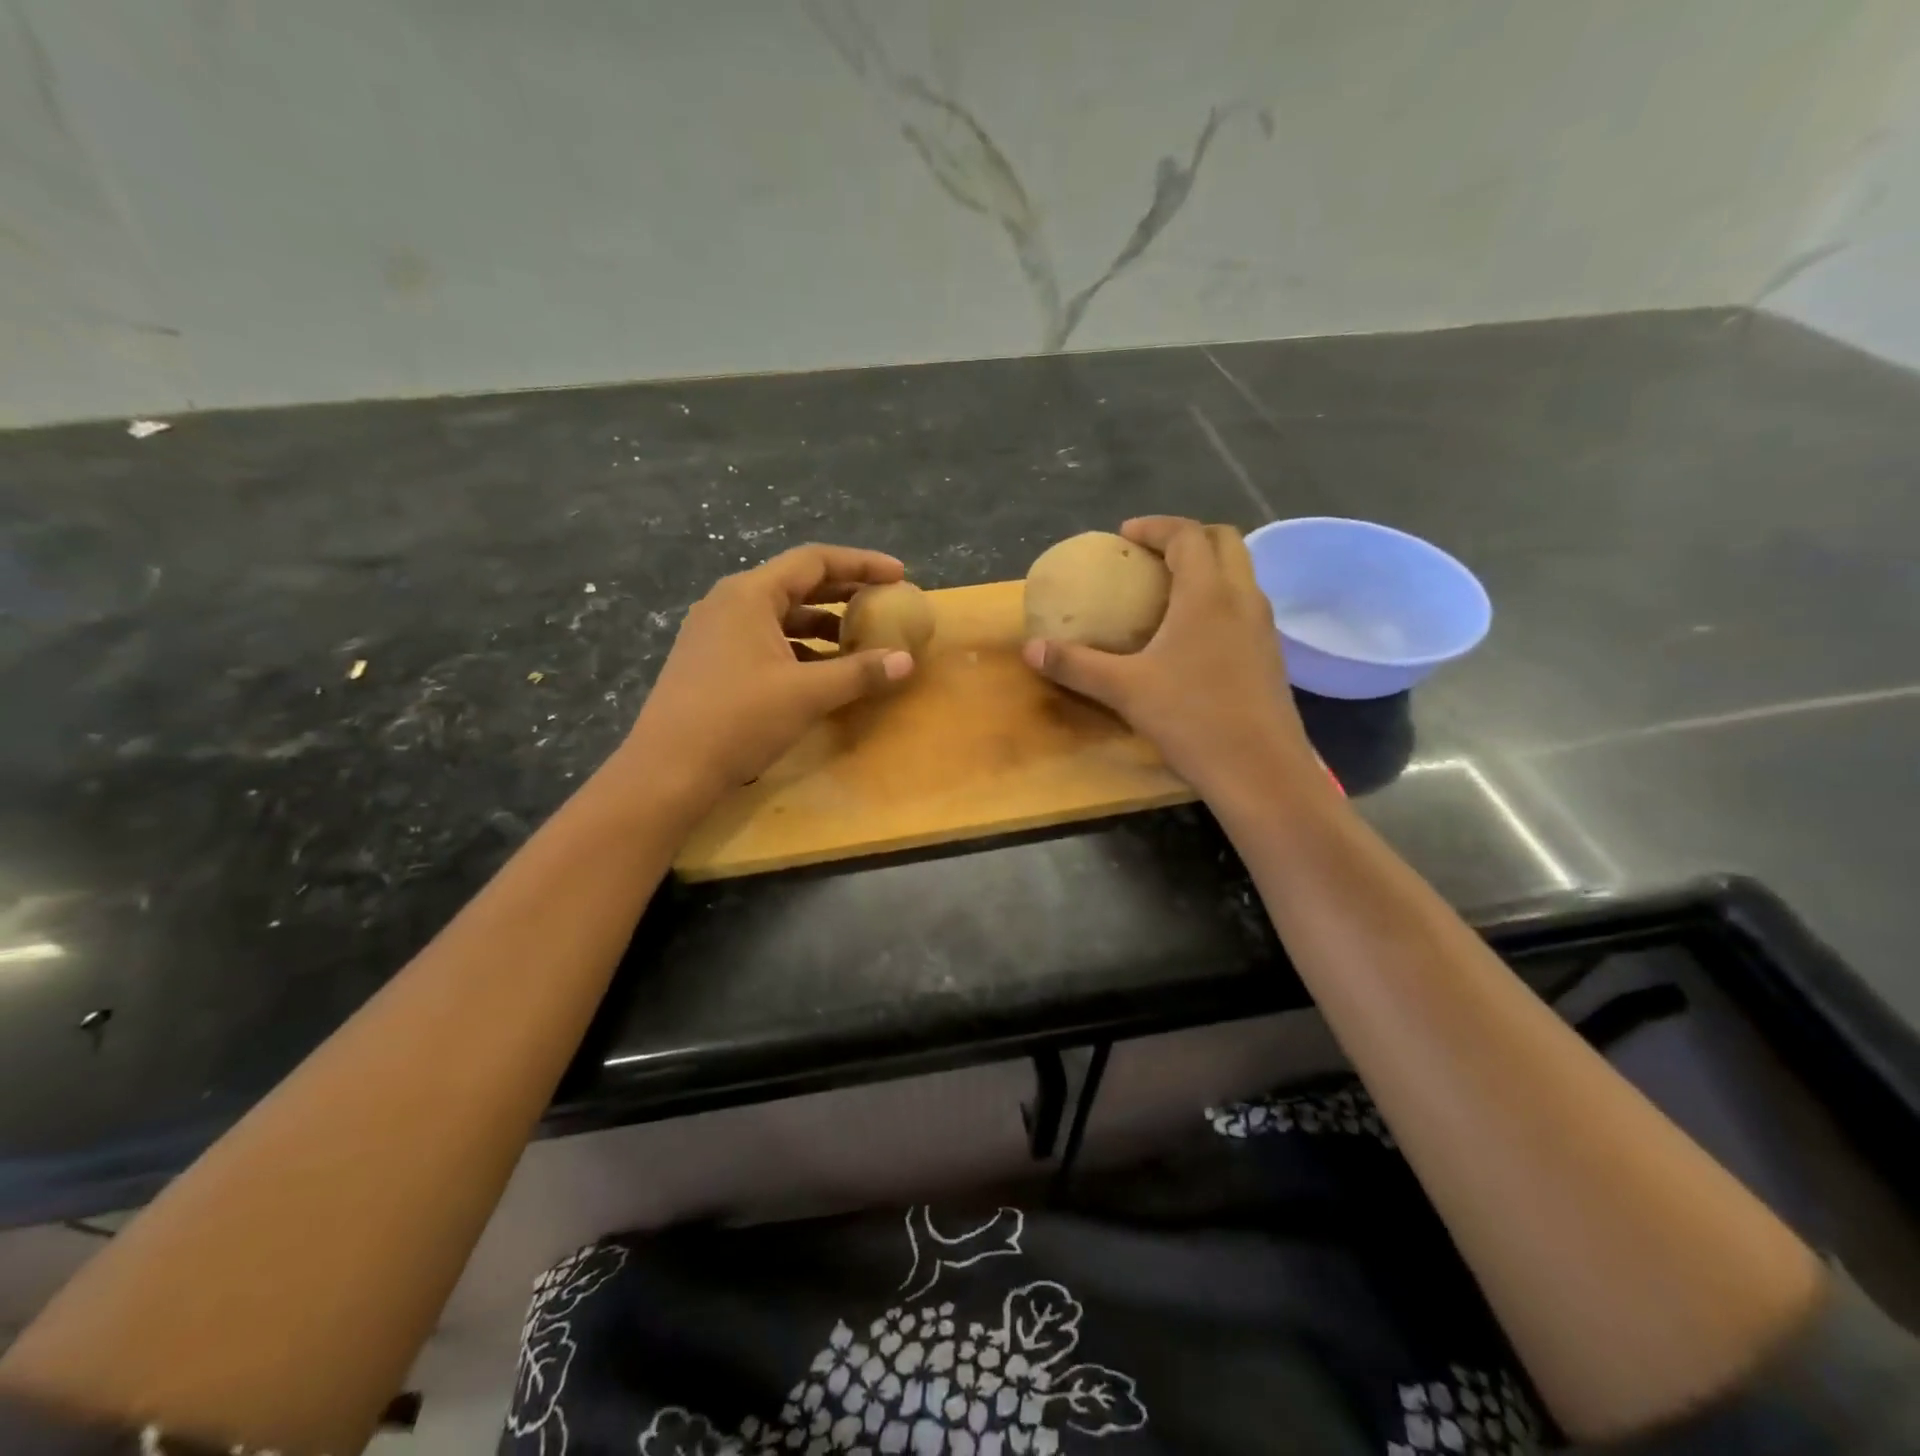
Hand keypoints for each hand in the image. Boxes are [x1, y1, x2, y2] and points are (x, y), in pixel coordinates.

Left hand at [623, 544, 915, 801]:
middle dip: (843, 593)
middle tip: (883, 603)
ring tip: (858, 641)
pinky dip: (798, 648)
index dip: (861, 564)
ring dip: (821, 624)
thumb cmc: (738, 720)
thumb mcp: (807, 694)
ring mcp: (714, 632)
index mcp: (749, 594)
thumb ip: (859, 673)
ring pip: (779, 615)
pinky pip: (764, 640)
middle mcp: (729, 602)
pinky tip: (820, 672)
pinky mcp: (710, 661)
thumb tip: (906, 661)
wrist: (668, 770)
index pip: (814, 561)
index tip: (898, 575)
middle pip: (796, 584)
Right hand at [1023, 517, 1318, 795]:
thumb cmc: (1192, 719)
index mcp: (1208, 594)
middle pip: (1225, 542)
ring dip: (1208, 568)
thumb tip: (1030, 649)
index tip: (1125, 535)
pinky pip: (1245, 607)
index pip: (1188, 535)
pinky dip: (1219, 601)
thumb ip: (1076, 665)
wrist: (1260, 770)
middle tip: (1152, 556)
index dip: (1156, 527)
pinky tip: (1193, 638)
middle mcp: (1243, 599)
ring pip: (1241, 575)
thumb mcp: (1125, 690)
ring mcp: (1263, 628)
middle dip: (1189, 537)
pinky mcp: (1270, 656)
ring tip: (1170, 592)